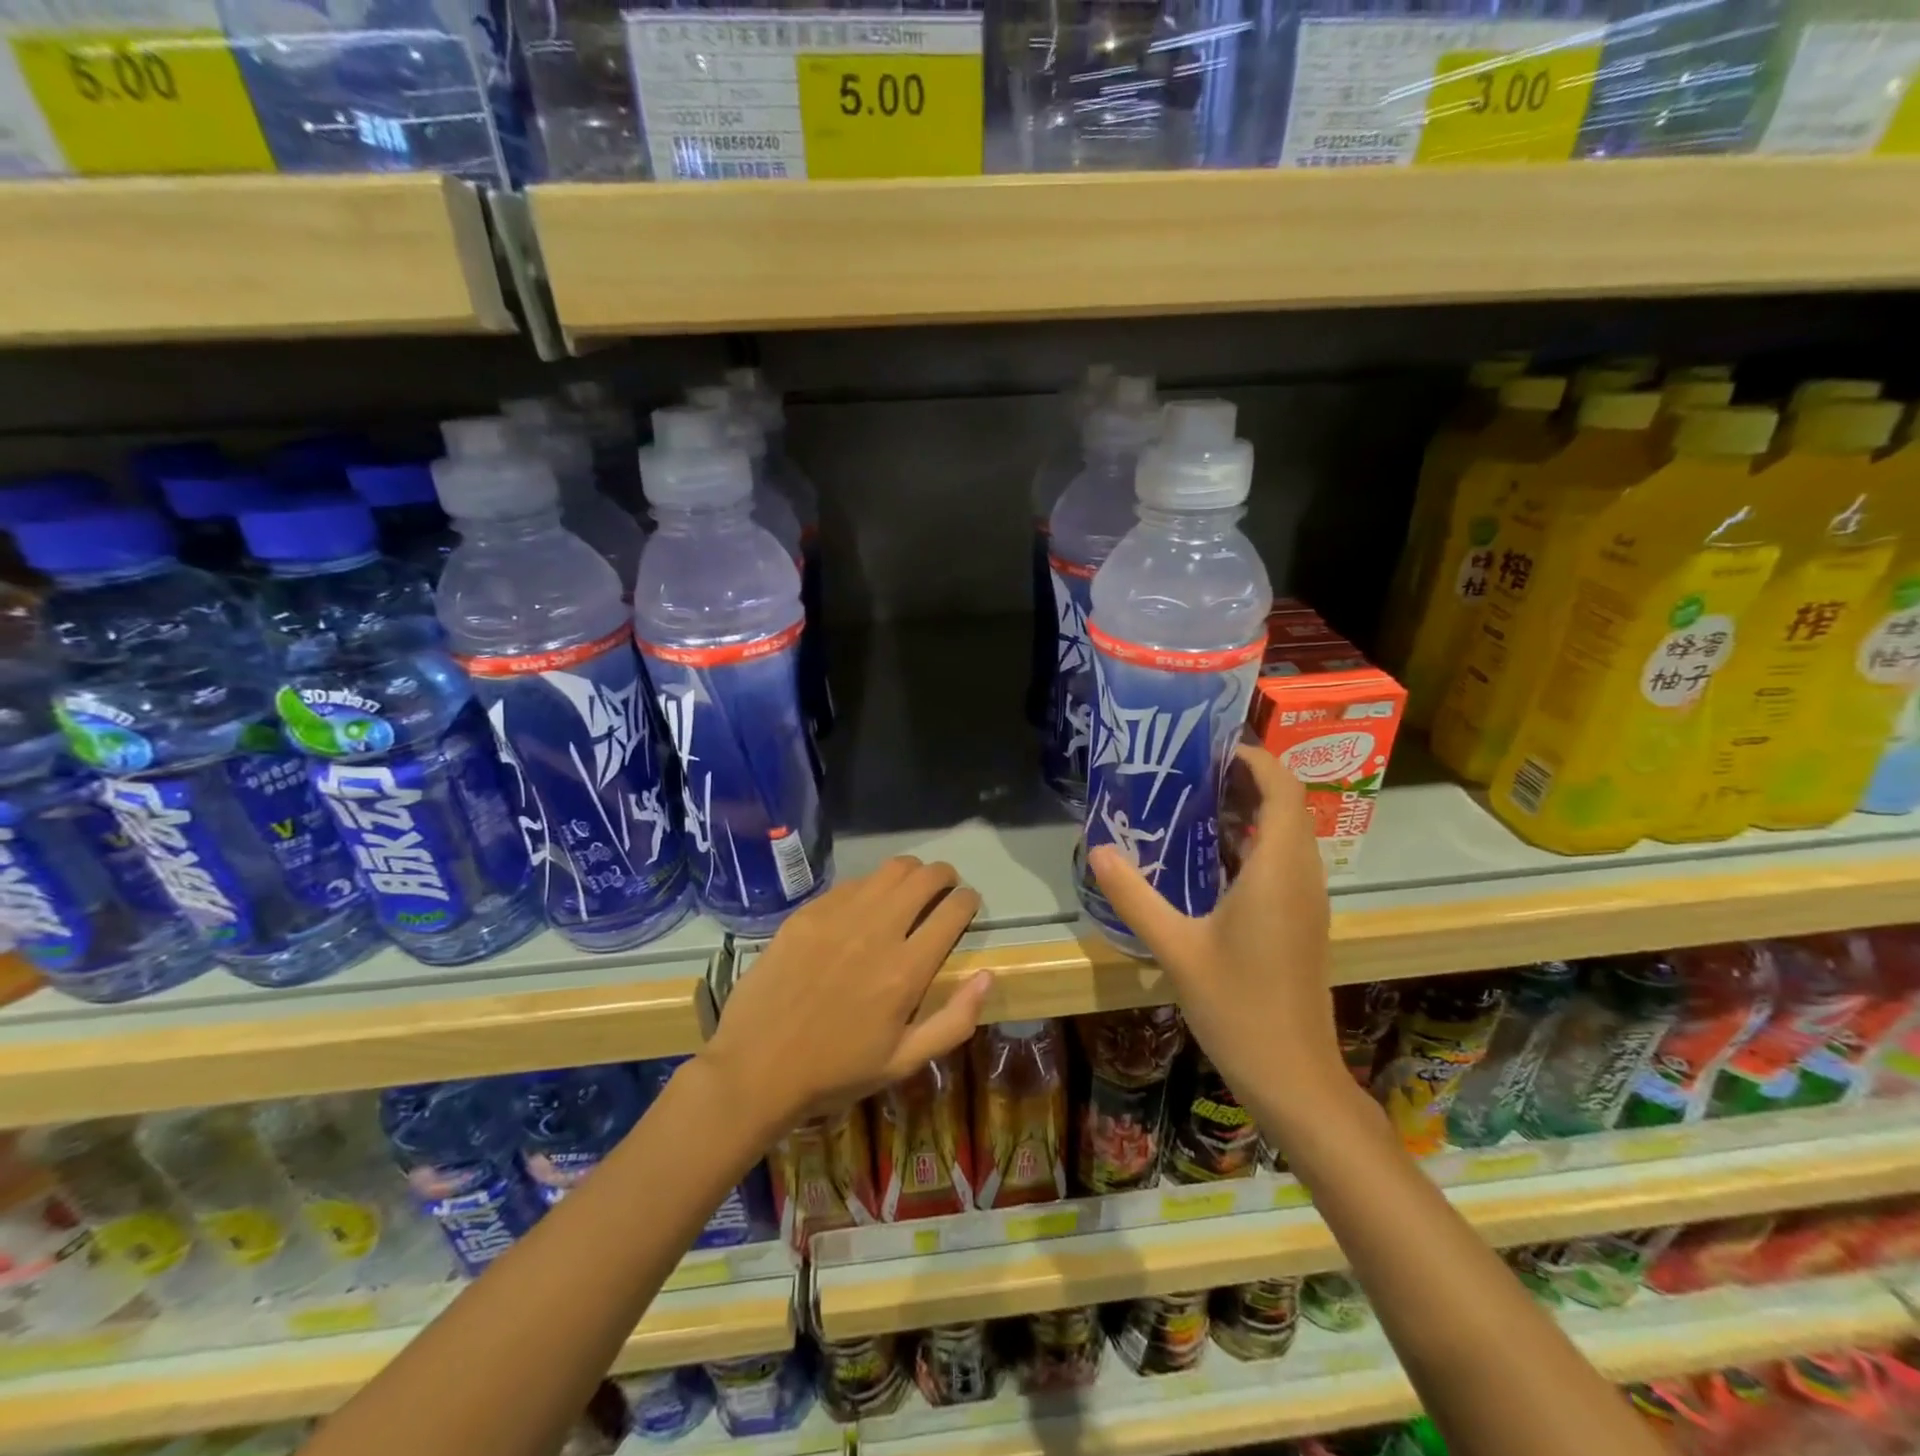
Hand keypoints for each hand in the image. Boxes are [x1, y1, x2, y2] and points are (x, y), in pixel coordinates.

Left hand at [701, 857, 992, 1134]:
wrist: (756, 1068)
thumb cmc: (835, 1071)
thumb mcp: (904, 1062)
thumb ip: (954, 1021)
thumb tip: (987, 976)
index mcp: (906, 970)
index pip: (953, 911)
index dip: (968, 900)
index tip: (968, 903)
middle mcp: (877, 931)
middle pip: (924, 878)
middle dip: (944, 876)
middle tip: (945, 886)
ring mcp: (839, 916)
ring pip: (889, 870)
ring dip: (910, 872)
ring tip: (910, 886)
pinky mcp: (808, 913)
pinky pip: (851, 883)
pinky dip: (870, 886)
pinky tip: (865, 904)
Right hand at [1088, 745, 1345, 1108]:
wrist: (1292, 1074)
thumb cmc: (1236, 1006)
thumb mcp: (1174, 948)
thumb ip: (1134, 895)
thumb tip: (1098, 848)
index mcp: (1278, 870)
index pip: (1282, 789)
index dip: (1254, 758)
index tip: (1210, 745)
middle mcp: (1302, 875)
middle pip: (1287, 805)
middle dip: (1245, 778)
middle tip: (1188, 769)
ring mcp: (1307, 900)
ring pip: (1287, 833)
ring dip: (1249, 810)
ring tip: (1192, 801)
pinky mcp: (1303, 920)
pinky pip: (1283, 860)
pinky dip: (1252, 843)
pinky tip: (1207, 858)